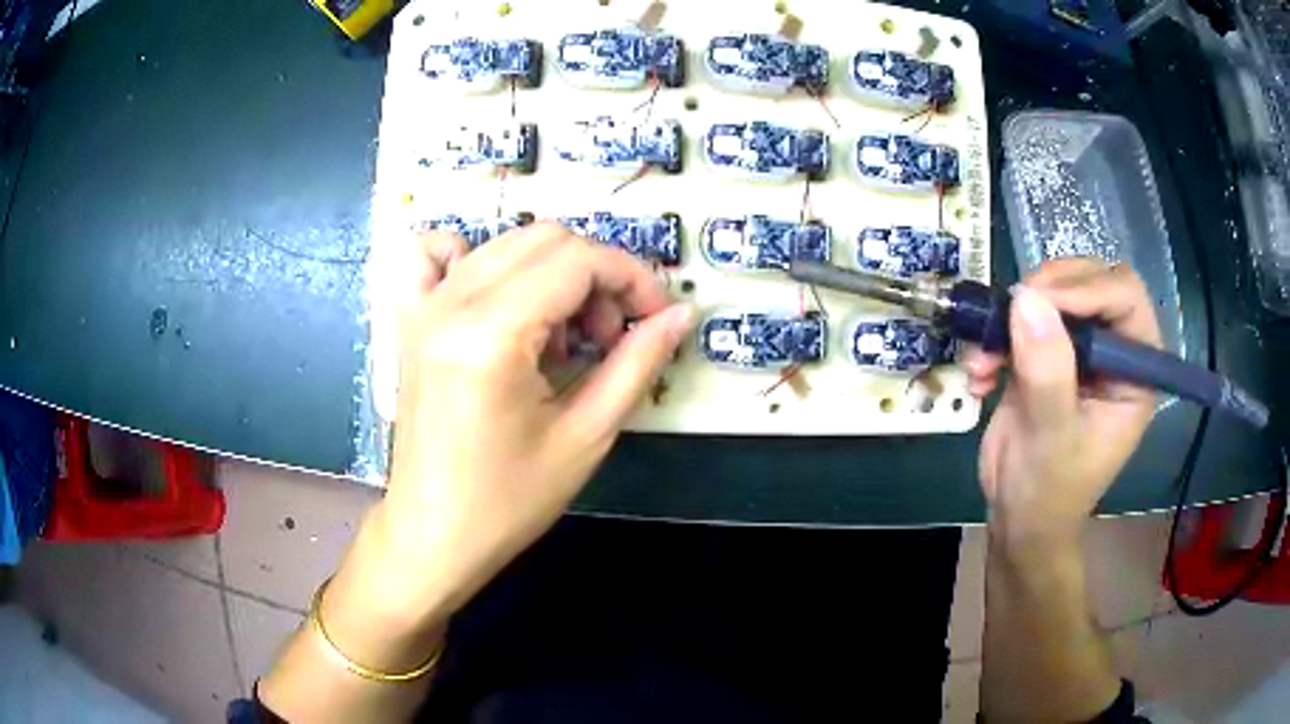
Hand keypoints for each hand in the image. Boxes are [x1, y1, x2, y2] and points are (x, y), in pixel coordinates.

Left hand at [357, 223, 693, 623]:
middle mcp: (451, 303)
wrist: (434, 533)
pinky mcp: (410, 320)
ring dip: (551, 273)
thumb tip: (680, 314)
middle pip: (545, 239)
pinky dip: (473, 256)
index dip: (631, 277)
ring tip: (562, 336)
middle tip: (610, 336)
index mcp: (491, 334)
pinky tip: (497, 295)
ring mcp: (423, 306)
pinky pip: (432, 254)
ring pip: (505, 243)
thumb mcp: (586, 435)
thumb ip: (637, 362)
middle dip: (596, 275)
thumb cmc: (509, 500)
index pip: (577, 260)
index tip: (658, 315)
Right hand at [961, 259, 1160, 544]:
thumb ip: (1048, 372)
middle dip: (1048, 291)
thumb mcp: (1053, 438)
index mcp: (1134, 371)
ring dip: (1013, 314)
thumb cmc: (1049, 492)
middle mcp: (1112, 351)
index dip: (1086, 287)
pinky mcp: (1046, 354)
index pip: (1125, 297)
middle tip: (1012, 310)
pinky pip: (1023, 319)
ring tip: (986, 354)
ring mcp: (1079, 351)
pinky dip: (995, 336)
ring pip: (1054, 293)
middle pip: (1090, 281)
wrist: (1017, 520)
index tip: (1038, 302)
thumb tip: (1027, 299)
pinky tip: (980, 372)